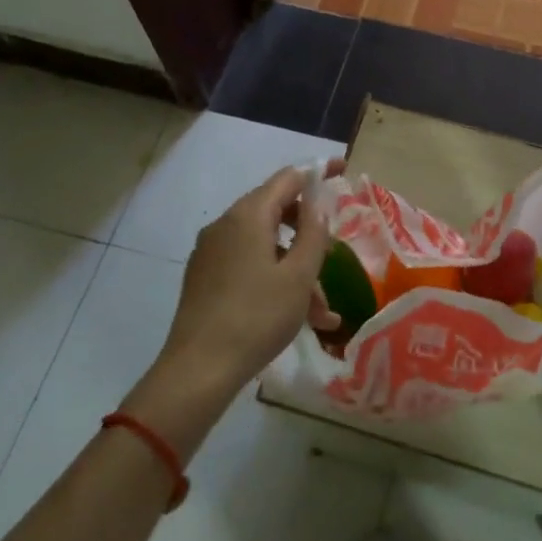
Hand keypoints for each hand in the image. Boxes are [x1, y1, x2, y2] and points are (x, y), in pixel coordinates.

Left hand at [135, 161, 341, 438]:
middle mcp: (225, 225)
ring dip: (296, 271)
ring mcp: (211, 252)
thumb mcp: (299, 276)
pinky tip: (297, 317)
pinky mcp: (204, 277)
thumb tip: (318, 203)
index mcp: (248, 215)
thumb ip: (314, 233)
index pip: (288, 178)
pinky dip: (274, 281)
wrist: (199, 370)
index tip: (342, 170)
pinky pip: (248, 266)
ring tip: (322, 313)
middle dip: (309, 236)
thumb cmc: (257, 317)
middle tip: (333, 258)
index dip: (317, 173)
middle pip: (276, 212)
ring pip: (265, 247)